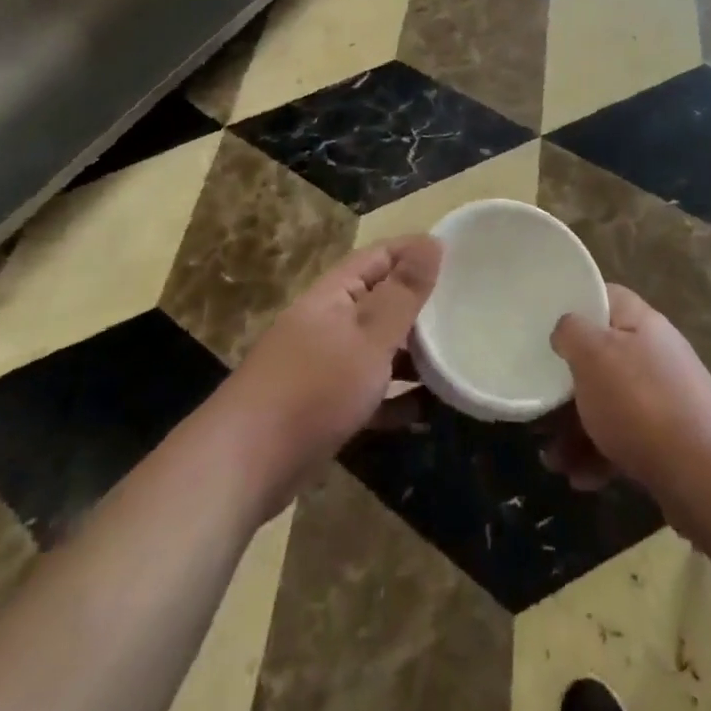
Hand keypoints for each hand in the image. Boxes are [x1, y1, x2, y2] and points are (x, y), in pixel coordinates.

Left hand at [222, 235, 440, 513]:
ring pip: (377, 349)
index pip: (380, 257)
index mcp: (334, 295)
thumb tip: (432, 242)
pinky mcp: (324, 408)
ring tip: (457, 359)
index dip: (416, 252)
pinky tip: (428, 410)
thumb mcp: (368, 337)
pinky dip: (395, 397)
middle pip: (380, 302)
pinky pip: (369, 392)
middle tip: (468, 311)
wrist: (242, 468)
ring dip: (412, 354)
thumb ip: (403, 293)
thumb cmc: (312, 389)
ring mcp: (323, 367)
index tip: (460, 258)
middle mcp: (328, 323)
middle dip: (420, 306)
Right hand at [545, 285, 710, 521]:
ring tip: (553, 461)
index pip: (605, 296)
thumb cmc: (641, 403)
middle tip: (538, 409)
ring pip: (607, 404)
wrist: (707, 478)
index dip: (574, 305)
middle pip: (600, 357)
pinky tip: (581, 478)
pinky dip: (599, 456)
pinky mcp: (667, 441)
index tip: (543, 325)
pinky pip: (623, 440)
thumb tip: (565, 329)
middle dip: (565, 386)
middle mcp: (654, 354)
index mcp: (641, 322)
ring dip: (575, 430)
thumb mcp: (594, 354)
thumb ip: (571, 332)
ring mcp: (663, 399)